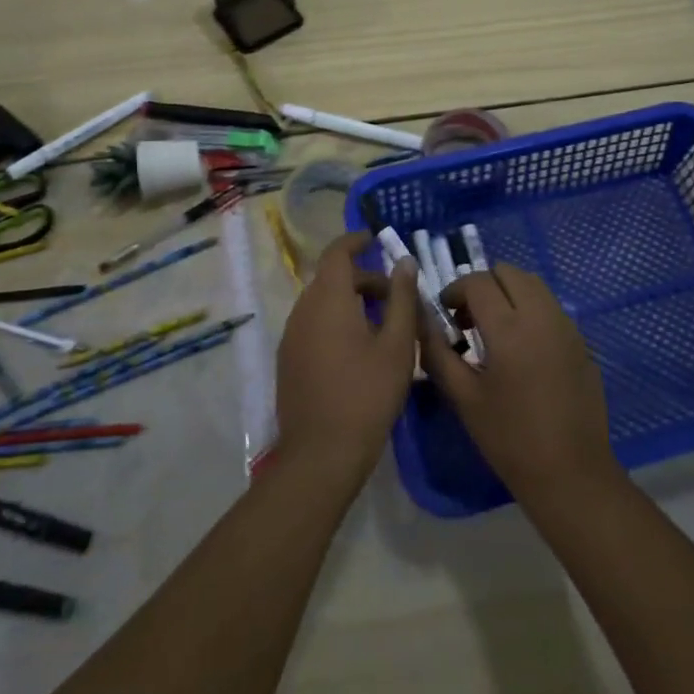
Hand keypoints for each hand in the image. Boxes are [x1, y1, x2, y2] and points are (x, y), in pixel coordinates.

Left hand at [273, 231, 419, 489]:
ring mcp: (291, 336)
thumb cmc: (367, 394)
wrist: (321, 454)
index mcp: (328, 299)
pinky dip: (336, 321)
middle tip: (396, 298)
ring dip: (350, 302)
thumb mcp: (397, 345)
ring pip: (322, 302)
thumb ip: (402, 299)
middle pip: (332, 279)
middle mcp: (303, 310)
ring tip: (383, 326)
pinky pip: (313, 324)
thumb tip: (405, 263)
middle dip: (364, 279)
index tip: (377, 239)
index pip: (337, 253)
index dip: (356, 241)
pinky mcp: (288, 360)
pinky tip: (359, 351)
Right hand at [418, 263, 620, 503]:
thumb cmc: (509, 438)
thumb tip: (420, 319)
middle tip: (469, 319)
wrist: (570, 472)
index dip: (455, 290)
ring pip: (533, 284)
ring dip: (508, 293)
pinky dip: (530, 308)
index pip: (478, 282)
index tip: (446, 313)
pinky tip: (521, 347)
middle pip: (509, 272)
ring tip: (494, 329)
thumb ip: (437, 351)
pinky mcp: (580, 340)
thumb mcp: (463, 397)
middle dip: (483, 285)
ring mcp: (566, 326)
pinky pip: (550, 306)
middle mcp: (541, 315)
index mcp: (509, 328)